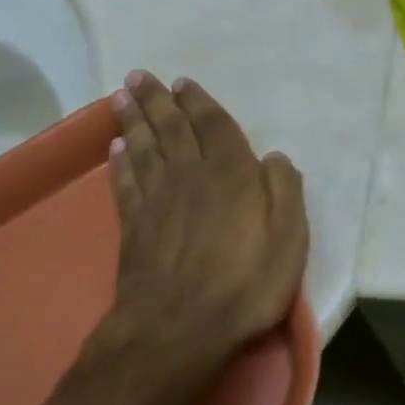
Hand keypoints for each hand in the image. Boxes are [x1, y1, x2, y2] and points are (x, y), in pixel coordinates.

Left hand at [108, 72, 307, 367]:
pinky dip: (119, 162)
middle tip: (139, 75)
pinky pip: (125, 183)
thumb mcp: (289, 238)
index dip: (198, 102)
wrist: (179, 330)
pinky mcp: (134, 226)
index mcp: (231, 173)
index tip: (182, 81)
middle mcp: (191, 175)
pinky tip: (116, 148)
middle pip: (170, 128)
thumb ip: (285, 190)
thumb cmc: (245, 282)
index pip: (213, 125)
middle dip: (156, 99)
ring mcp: (158, 200)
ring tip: (121, 96)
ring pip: (143, 147)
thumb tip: (274, 157)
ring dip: (133, 120)